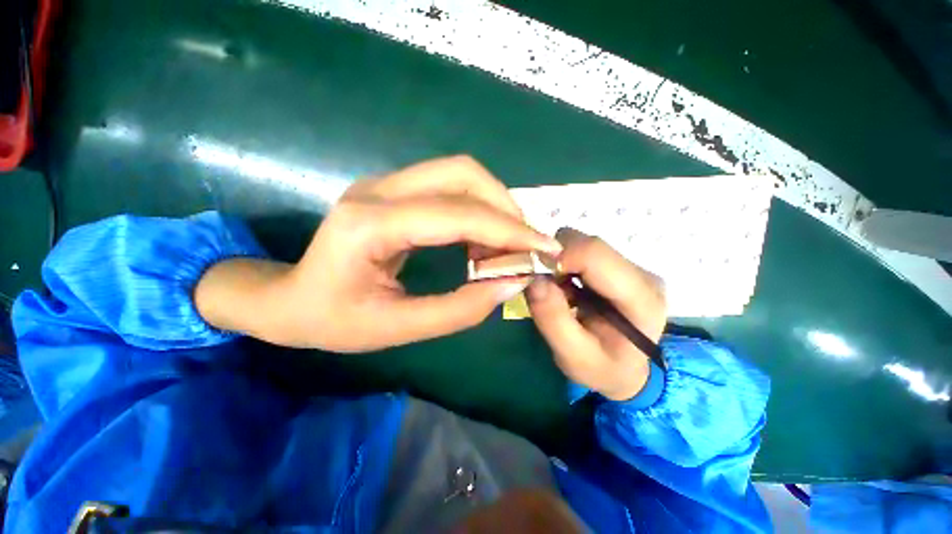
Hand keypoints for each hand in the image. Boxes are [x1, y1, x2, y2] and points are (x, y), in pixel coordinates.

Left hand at [195, 156, 560, 351]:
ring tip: (506, 245)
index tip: (544, 248)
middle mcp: (378, 190)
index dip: (507, 229)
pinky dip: (477, 209)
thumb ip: (459, 309)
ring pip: (458, 174)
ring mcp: (385, 184)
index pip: (456, 213)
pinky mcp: (393, 190)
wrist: (289, 298)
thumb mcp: (397, 328)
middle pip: (462, 174)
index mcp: (370, 225)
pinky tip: (481, 239)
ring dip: (494, 205)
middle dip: (505, 207)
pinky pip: (448, 187)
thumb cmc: (333, 320)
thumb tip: (512, 284)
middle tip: (525, 245)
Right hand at [526, 228, 667, 400]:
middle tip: (544, 287)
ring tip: (557, 292)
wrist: (627, 372)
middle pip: (587, 243)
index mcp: (640, 298)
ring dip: (559, 262)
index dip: (559, 256)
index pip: (595, 254)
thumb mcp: (573, 357)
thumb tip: (534, 279)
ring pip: (581, 243)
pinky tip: (565, 288)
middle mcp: (640, 274)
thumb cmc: (603, 369)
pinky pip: (581, 251)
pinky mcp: (617, 266)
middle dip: (556, 259)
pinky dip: (563, 264)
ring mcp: (630, 267)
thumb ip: (552, 319)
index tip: (535, 275)